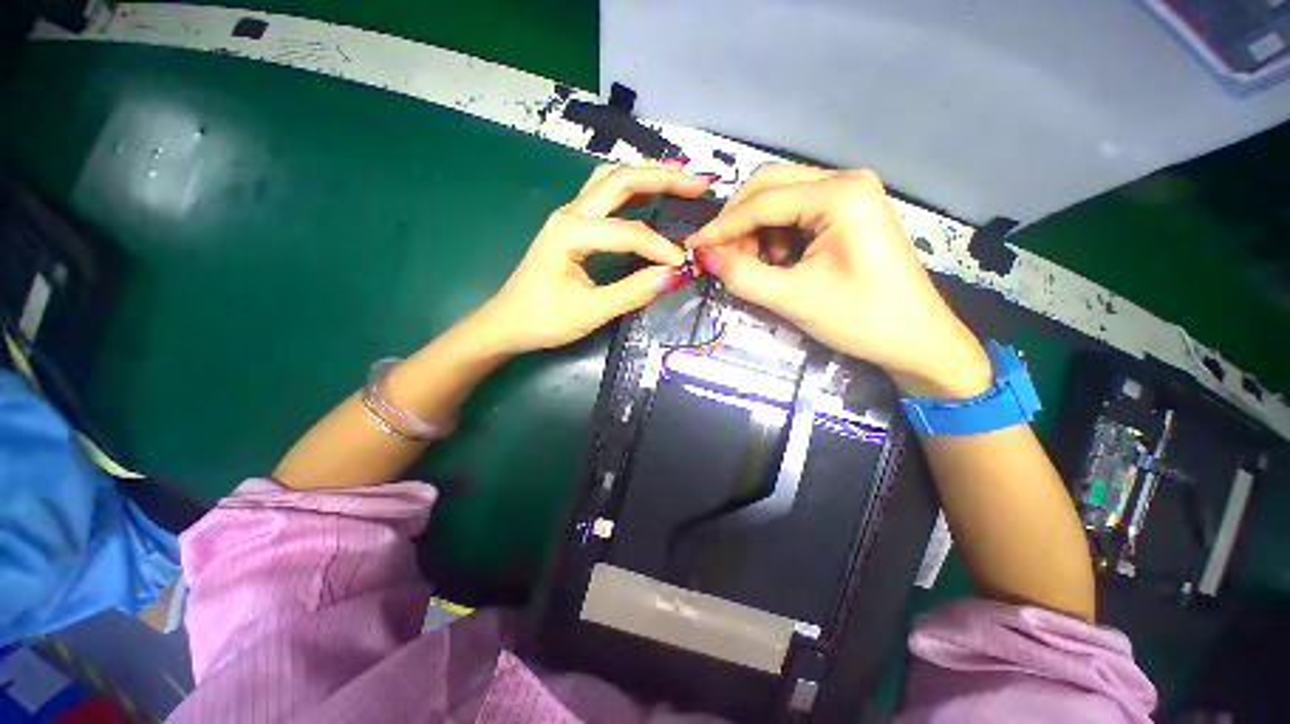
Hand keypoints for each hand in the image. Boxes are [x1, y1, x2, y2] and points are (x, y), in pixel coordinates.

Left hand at [475, 163, 711, 353]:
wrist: (507, 323)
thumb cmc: (543, 320)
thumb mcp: (591, 312)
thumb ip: (634, 292)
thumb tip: (676, 275)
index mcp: (570, 233)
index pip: (628, 232)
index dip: (660, 247)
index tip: (685, 264)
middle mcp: (569, 213)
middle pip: (621, 180)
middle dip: (664, 177)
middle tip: (701, 182)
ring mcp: (569, 215)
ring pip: (611, 179)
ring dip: (647, 173)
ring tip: (681, 175)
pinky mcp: (572, 224)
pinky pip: (605, 194)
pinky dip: (632, 187)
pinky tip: (650, 191)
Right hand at [686, 165, 990, 398]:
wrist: (915, 341)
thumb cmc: (861, 319)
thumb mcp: (793, 299)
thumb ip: (742, 275)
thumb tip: (701, 255)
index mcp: (840, 194)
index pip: (762, 201)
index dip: (721, 227)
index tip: (691, 249)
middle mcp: (844, 181)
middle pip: (769, 187)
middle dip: (737, 224)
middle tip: (720, 259)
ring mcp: (847, 196)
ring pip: (778, 200)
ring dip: (754, 232)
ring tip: (751, 268)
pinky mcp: (845, 214)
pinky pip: (793, 216)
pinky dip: (772, 238)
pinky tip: (774, 264)